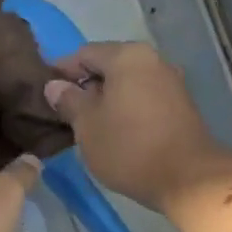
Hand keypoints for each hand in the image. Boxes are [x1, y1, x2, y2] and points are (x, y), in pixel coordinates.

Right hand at [43, 43, 227, 207]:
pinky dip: (127, 109)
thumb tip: (55, 86)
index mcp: (127, 56)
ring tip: (89, 126)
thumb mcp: (87, 126)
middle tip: (66, 113)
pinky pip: (144, 99)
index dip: (62, 71)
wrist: (186, 178)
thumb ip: (69, 101)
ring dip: (107, 100)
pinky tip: (116, 131)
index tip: (46, 92)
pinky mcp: (181, 106)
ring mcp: (171, 82)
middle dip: (86, 86)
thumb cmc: (128, 148)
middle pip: (109, 66)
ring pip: (128, 84)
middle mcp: (153, 60)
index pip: (84, 53)